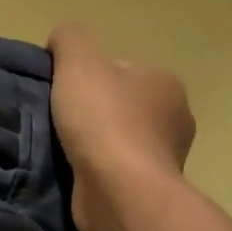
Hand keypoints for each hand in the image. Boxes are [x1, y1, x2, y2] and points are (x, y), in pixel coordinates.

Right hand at [46, 23, 194, 230]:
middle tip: (57, 121)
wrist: (119, 192)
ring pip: (118, 142)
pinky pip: (115, 173)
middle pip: (121, 107)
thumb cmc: (104, 121)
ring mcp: (163, 159)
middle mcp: (173, 120)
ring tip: (61, 150)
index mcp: (165, 83)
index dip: (88, 76)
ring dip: (93, 146)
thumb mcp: (79, 62)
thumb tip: (61, 38)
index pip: (122, 70)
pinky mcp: (147, 192)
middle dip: (92, 113)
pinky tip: (74, 174)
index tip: (62, 91)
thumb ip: (70, 40)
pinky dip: (96, 173)